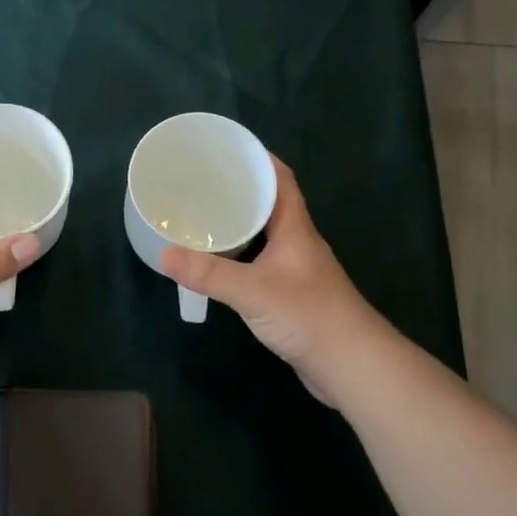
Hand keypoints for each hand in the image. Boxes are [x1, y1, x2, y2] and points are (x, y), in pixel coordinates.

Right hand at [160, 157, 389, 408]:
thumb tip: (164, 254)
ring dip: (239, 223)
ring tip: (203, 215)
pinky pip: (261, 261)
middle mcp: (297, 241)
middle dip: (239, 190)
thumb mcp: (253, 291)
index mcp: (295, 228)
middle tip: (202, 182)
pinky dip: (240, 254)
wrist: (352, 366)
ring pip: (265, 234)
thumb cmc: (309, 315)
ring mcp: (296, 269)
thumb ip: (209, 274)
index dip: (258, 159)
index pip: (280, 179)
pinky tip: (219, 262)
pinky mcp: (292, 294)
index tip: (227, 148)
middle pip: (269, 204)